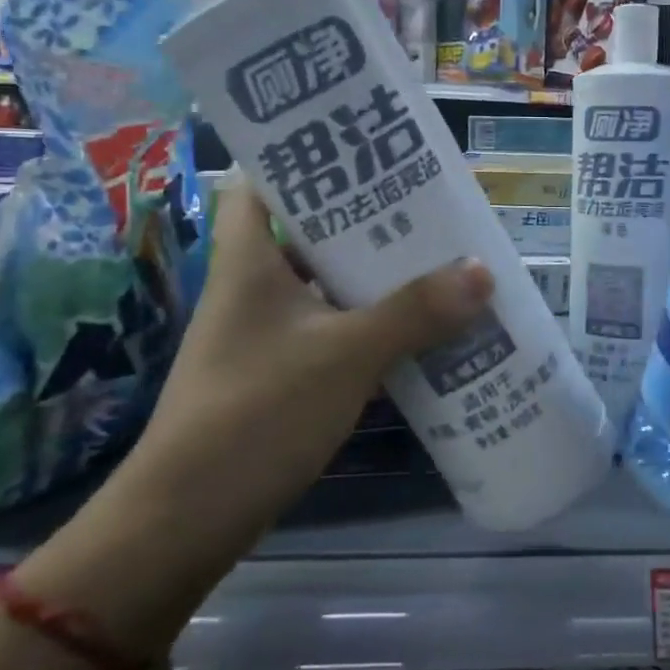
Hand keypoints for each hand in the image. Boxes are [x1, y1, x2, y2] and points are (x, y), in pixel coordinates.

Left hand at [104, 180, 492, 575]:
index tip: (366, 150)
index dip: (308, 159)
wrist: (188, 518)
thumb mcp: (345, 354)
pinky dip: (370, 327)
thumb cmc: (258, 412)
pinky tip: (418, 331)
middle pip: (309, 233)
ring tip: (437, 262)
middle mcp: (253, 287)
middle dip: (366, 221)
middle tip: (427, 208)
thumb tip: (481, 270)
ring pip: (326, 286)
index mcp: (249, 259)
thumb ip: (414, 312)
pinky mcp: (280, 375)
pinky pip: (333, 332)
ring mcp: (265, 334)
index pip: (264, 181)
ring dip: (375, 278)